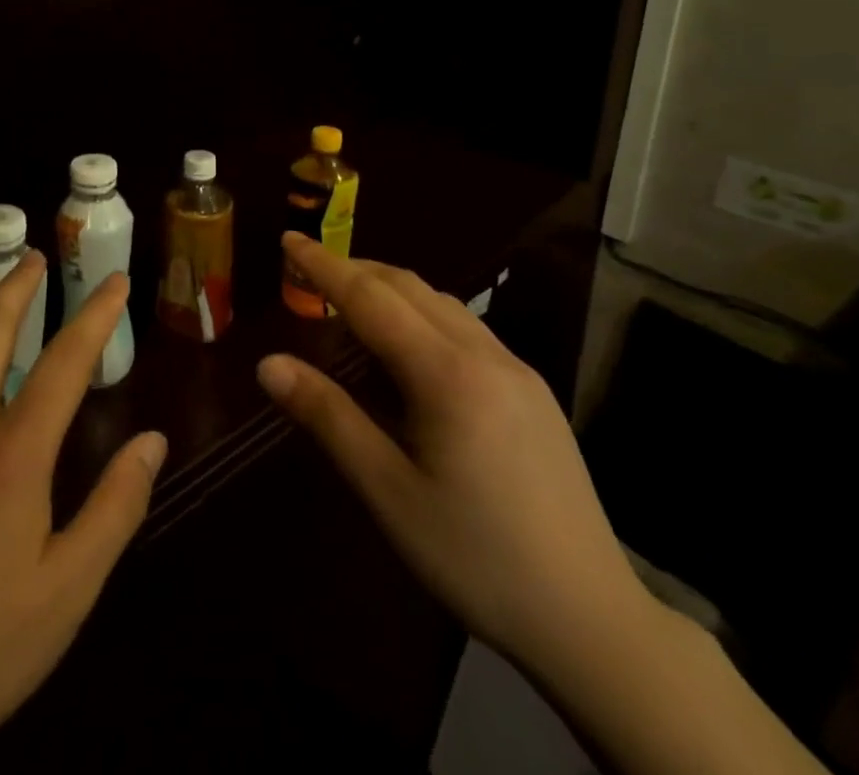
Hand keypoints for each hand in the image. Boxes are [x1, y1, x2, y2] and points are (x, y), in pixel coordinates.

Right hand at [257, 234, 648, 677]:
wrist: (590, 620)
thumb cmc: (474, 557)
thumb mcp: (388, 491)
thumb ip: (328, 417)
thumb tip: (268, 364)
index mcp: (448, 374)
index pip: (371, 298)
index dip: (324, 266)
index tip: (288, 238)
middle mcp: (486, 354)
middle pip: (409, 287)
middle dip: (355, 269)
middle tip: (309, 270)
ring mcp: (517, 369)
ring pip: (442, 303)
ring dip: (390, 289)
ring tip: (350, 302)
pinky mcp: (533, 391)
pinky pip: (466, 328)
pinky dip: (422, 313)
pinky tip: (409, 347)